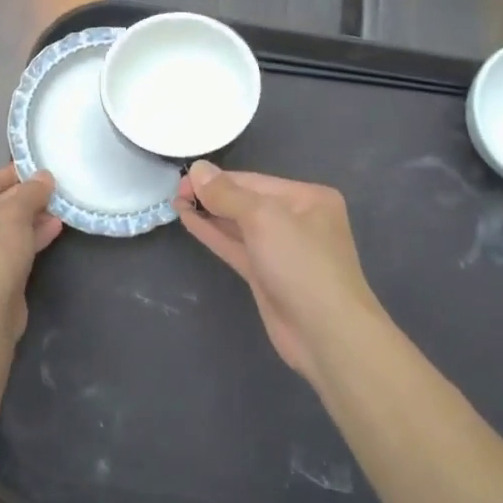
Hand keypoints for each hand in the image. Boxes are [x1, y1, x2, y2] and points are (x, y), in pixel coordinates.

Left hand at [0, 165, 61, 340]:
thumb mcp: (14, 214)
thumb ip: (30, 191)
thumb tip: (45, 176)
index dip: (11, 175)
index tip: (37, 171)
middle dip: (23, 200)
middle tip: (51, 190)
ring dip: (27, 220)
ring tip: (58, 208)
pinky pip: (0, 250)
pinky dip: (23, 240)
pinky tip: (52, 229)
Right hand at [177, 162, 385, 381]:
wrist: (327, 334)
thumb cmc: (301, 263)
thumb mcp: (263, 218)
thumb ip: (227, 194)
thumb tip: (198, 168)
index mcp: (308, 198)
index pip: (255, 181)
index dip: (218, 179)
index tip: (184, 177)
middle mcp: (298, 220)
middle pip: (247, 201)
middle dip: (213, 196)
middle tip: (176, 190)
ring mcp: (282, 250)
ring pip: (239, 226)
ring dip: (209, 214)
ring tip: (176, 202)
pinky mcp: (267, 276)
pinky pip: (237, 247)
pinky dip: (214, 234)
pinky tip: (190, 221)